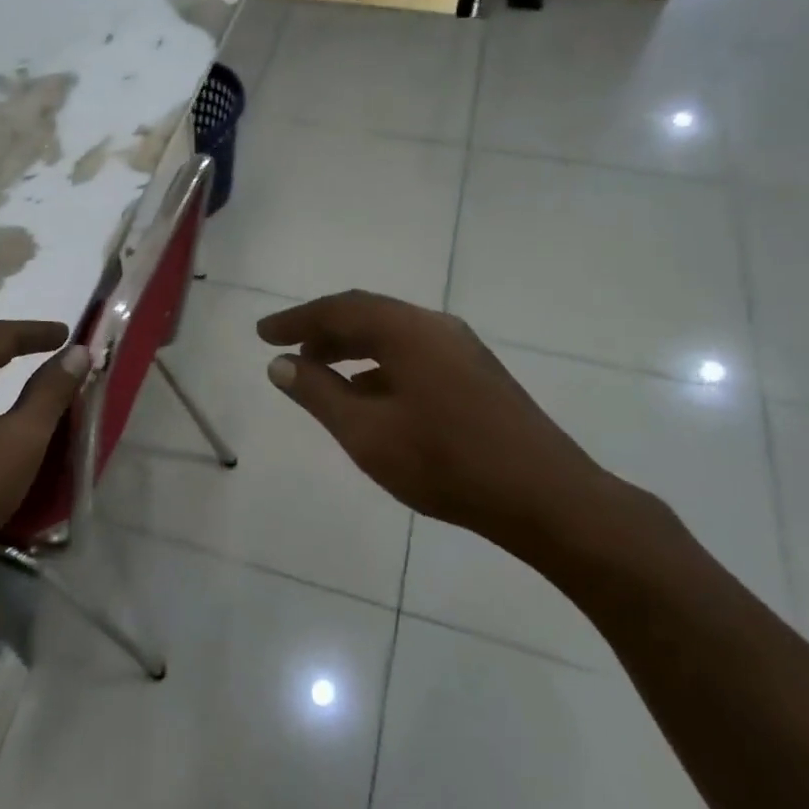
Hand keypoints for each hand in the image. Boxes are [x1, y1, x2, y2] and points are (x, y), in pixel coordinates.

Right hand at [258, 291, 656, 567]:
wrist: (547, 499)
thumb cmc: (446, 463)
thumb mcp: (366, 432)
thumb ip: (318, 393)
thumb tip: (280, 363)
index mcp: (408, 330)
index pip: (339, 309)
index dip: (296, 319)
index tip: (262, 334)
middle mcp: (436, 327)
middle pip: (368, 316)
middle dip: (323, 332)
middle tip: (289, 355)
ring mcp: (462, 350)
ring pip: (393, 336)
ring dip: (352, 350)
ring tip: (322, 376)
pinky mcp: (477, 375)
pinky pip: (414, 355)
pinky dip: (380, 368)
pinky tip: (370, 400)